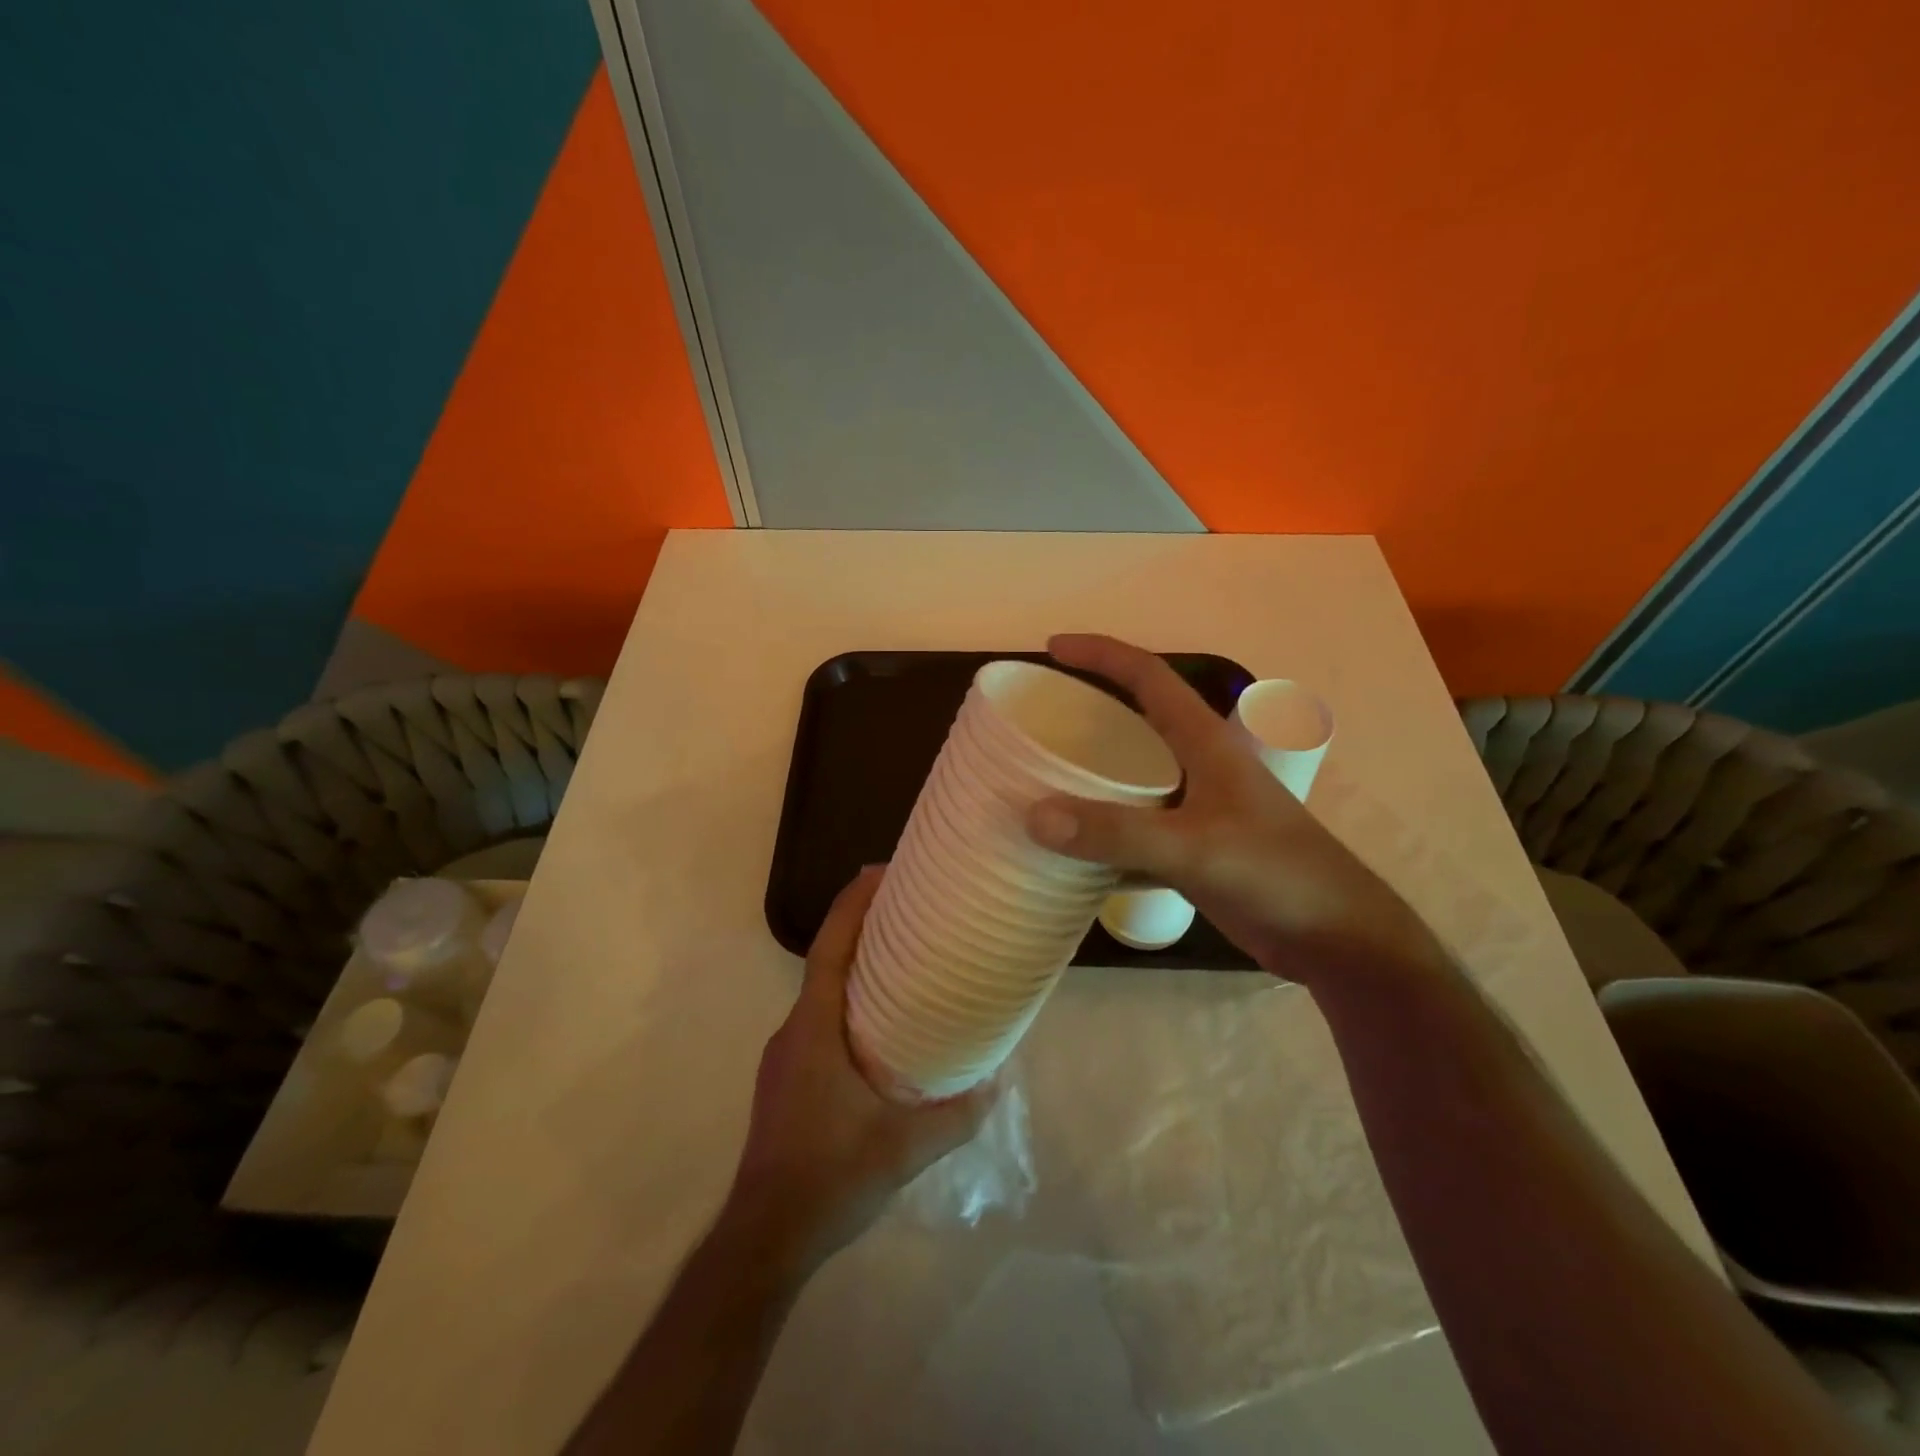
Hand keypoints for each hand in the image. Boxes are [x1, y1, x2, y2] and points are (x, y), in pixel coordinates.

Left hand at [727, 868, 994, 1268]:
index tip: (879, 871)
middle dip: (861, 929)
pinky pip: (820, 1023)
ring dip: (856, 969)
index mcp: (813, 1029)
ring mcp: (785, 1058)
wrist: (765, 1238)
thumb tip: (995, 1083)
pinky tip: (880, 1029)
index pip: (831, 949)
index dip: (852, 905)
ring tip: (903, 963)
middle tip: (907, 910)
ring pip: (823, 995)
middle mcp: (793, 1032)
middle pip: (827, 962)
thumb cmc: (829, 1176)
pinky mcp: (786, 1082)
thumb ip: (955, 1116)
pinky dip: (847, 1005)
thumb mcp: (903, 1148)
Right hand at [1025, 634, 1446, 986]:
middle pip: (1137, 722)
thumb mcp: (1194, 848)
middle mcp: (1200, 766)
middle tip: (1039, 720)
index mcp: (1205, 742)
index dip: (1101, 654)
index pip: (1148, 677)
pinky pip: (1136, 830)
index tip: (1052, 649)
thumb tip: (1034, 814)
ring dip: (1091, 778)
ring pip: (1134, 779)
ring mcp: (1198, 810)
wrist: (1336, 939)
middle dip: (1089, 712)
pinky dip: (1103, 835)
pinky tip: (1073, 853)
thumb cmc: (1276, 874)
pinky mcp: (1195, 851)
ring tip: (1043, 782)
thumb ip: (1116, 833)